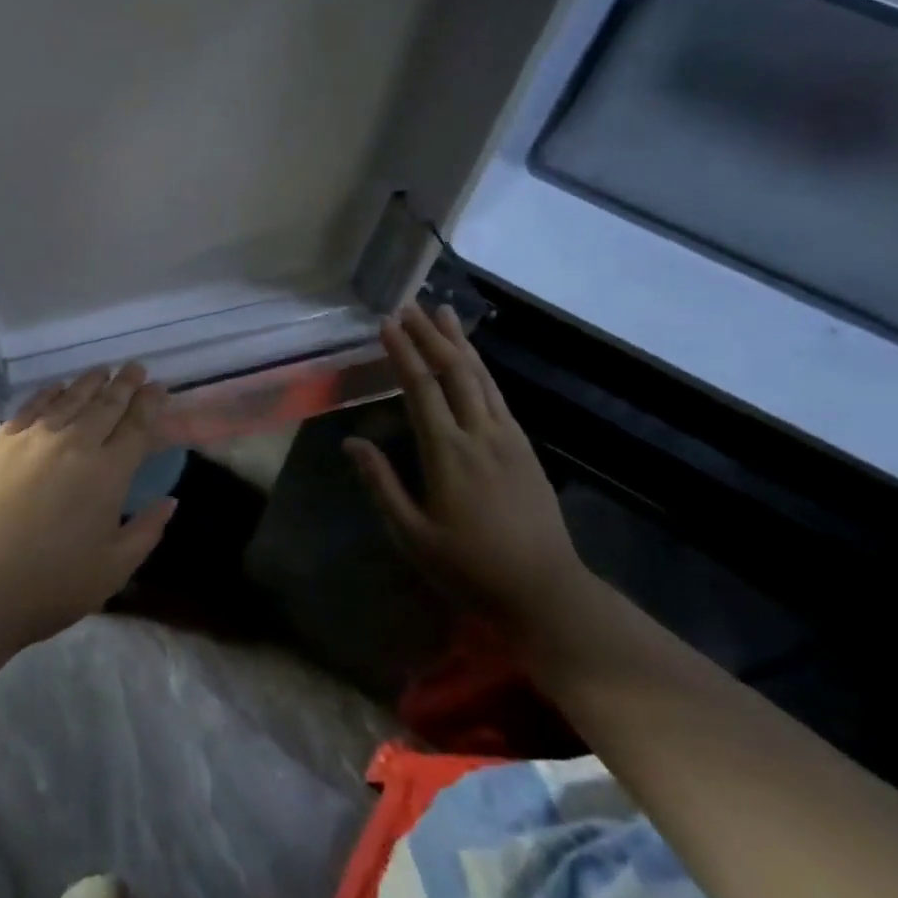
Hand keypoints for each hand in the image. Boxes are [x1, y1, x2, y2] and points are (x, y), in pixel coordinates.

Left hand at [0, 363, 174, 651]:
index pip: (136, 426)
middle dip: (124, 383)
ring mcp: (32, 437)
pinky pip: (32, 406)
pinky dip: (50, 392)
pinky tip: (57, 388)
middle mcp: (74, 443)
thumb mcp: (112, 569)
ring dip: (90, 382)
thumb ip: (146, 530)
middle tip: (135, 367)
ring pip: (69, 398)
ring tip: (102, 370)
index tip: (158, 386)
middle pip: (105, 404)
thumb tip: (170, 500)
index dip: (149, 403)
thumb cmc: (49, 586)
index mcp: (108, 472)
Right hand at [344, 303, 585, 624]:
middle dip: (430, 335)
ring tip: (443, 314)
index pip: (421, 388)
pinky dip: (481, 368)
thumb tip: (352, 442)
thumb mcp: (413, 536)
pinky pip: (498, 395)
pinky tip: (472, 360)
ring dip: (460, 342)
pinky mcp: (525, 447)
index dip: (403, 353)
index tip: (387, 323)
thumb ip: (381, 485)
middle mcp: (480, 434)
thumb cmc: (470, 567)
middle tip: (410, 306)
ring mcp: (508, 438)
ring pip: (481, 377)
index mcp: (448, 453)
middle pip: (455, 371)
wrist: (546, 591)